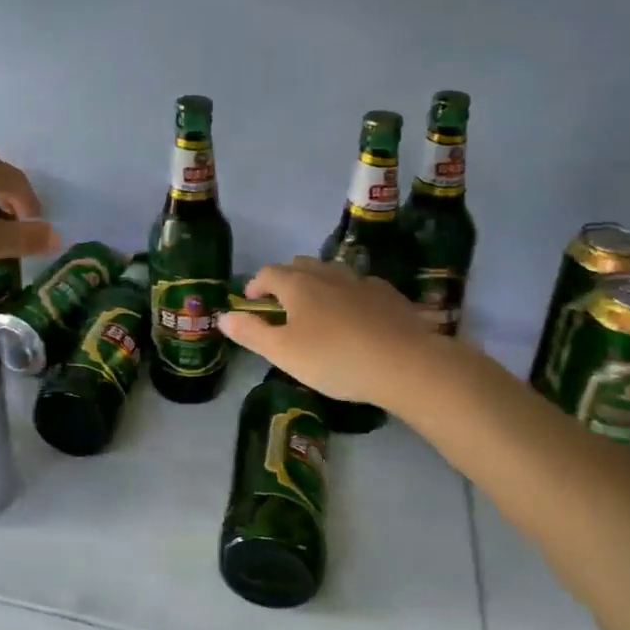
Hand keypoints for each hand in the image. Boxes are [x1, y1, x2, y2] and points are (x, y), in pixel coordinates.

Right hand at [218, 257, 433, 407]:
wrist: (406, 364)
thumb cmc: (335, 358)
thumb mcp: (284, 353)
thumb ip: (251, 333)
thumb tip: (223, 317)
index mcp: (298, 284)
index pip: (268, 273)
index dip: (255, 285)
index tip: (251, 302)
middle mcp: (329, 274)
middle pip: (300, 265)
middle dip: (286, 280)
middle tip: (281, 306)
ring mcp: (362, 282)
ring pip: (332, 273)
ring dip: (318, 285)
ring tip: (318, 311)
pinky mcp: (390, 296)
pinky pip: (360, 287)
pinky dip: (349, 296)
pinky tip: (356, 318)